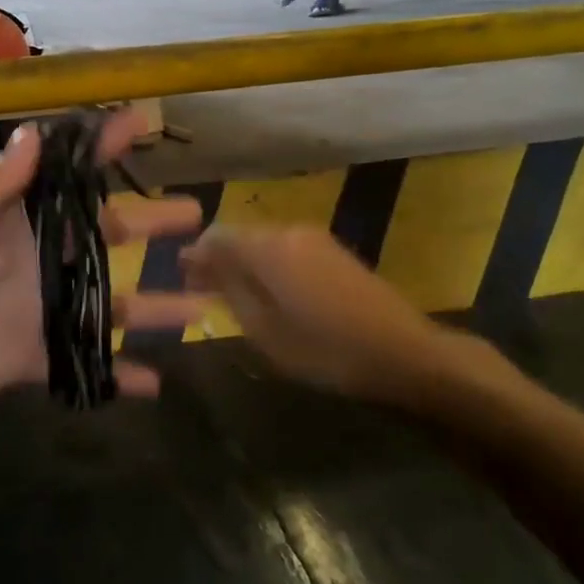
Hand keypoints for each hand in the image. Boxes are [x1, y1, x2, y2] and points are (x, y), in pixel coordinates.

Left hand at [0, 110, 206, 428]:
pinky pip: (83, 365)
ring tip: (202, 306)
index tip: (143, 123)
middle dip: (149, 226)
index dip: (100, 147)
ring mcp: (35, 310)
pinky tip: (156, 383)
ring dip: (152, 307)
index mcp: (7, 219)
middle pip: (102, 239)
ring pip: (106, 304)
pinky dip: (117, 375)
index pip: (63, 174)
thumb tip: (34, 133)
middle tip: (198, 217)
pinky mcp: (29, 359)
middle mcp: (32, 259)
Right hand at [182, 226, 499, 407]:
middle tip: (200, 289)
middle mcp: (289, 231)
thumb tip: (201, 264)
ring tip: (231, 295)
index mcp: (269, 247)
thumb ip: (230, 291)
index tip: (181, 276)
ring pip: (264, 242)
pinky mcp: (334, 252)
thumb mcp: (264, 330)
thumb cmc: (325, 349)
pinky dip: (268, 266)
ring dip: (243, 263)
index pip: (217, 235)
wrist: (403, 352)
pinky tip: (268, 293)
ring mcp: (316, 239)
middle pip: (241, 235)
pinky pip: (287, 249)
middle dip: (218, 258)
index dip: (195, 254)